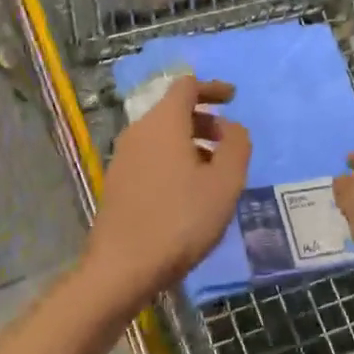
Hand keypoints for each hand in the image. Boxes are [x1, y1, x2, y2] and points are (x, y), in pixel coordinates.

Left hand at [86, 77, 251, 309]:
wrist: (122, 268)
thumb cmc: (180, 220)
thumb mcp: (224, 183)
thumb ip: (236, 146)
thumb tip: (231, 127)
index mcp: (164, 122)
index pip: (186, 85)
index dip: (212, 88)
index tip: (233, 99)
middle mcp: (139, 131)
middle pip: (174, 110)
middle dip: (205, 121)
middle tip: (229, 146)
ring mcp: (123, 157)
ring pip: (163, 136)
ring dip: (191, 144)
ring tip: (214, 175)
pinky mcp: (117, 181)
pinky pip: (151, 156)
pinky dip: (174, 160)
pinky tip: (188, 193)